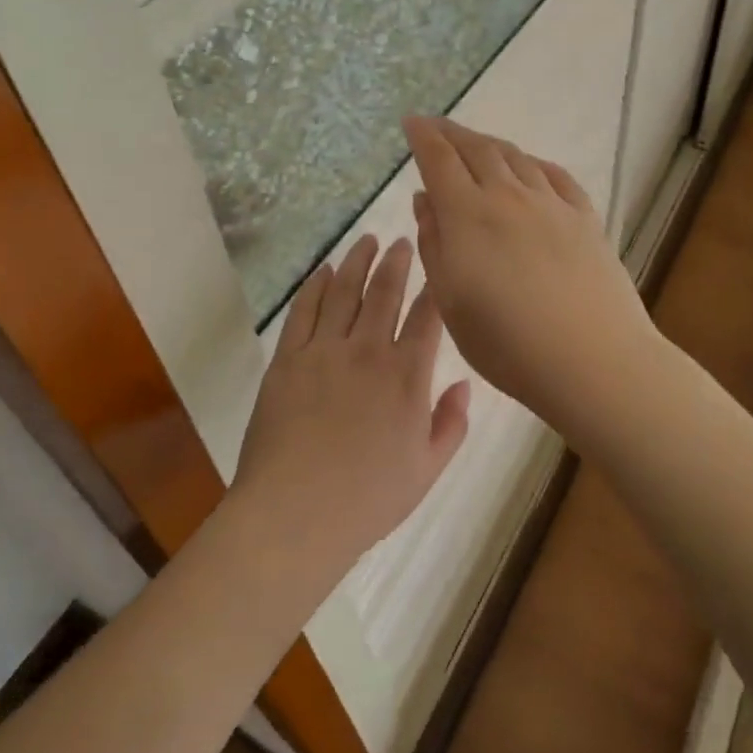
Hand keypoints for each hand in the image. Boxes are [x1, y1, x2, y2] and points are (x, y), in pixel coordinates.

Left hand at [232, 235, 470, 575]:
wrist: (294, 513)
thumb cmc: (368, 499)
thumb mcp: (427, 470)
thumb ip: (451, 423)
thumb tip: (464, 384)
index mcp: (406, 376)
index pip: (426, 317)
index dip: (434, 287)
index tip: (438, 265)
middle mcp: (367, 351)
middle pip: (385, 292)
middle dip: (397, 261)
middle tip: (401, 239)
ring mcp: (323, 351)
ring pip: (344, 291)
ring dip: (357, 261)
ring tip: (366, 240)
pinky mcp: (288, 358)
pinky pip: (303, 311)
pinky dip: (314, 286)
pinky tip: (323, 271)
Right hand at [402, 116, 657, 427]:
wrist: (592, 359)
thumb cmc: (507, 342)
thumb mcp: (451, 300)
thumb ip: (434, 243)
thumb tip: (425, 199)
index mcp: (468, 214)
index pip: (439, 160)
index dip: (422, 137)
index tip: (411, 122)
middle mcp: (508, 196)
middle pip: (477, 149)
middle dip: (451, 133)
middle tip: (436, 127)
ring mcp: (551, 204)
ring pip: (515, 157)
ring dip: (489, 144)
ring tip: (477, 144)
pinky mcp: (584, 218)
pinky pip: (554, 175)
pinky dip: (532, 163)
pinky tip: (529, 167)